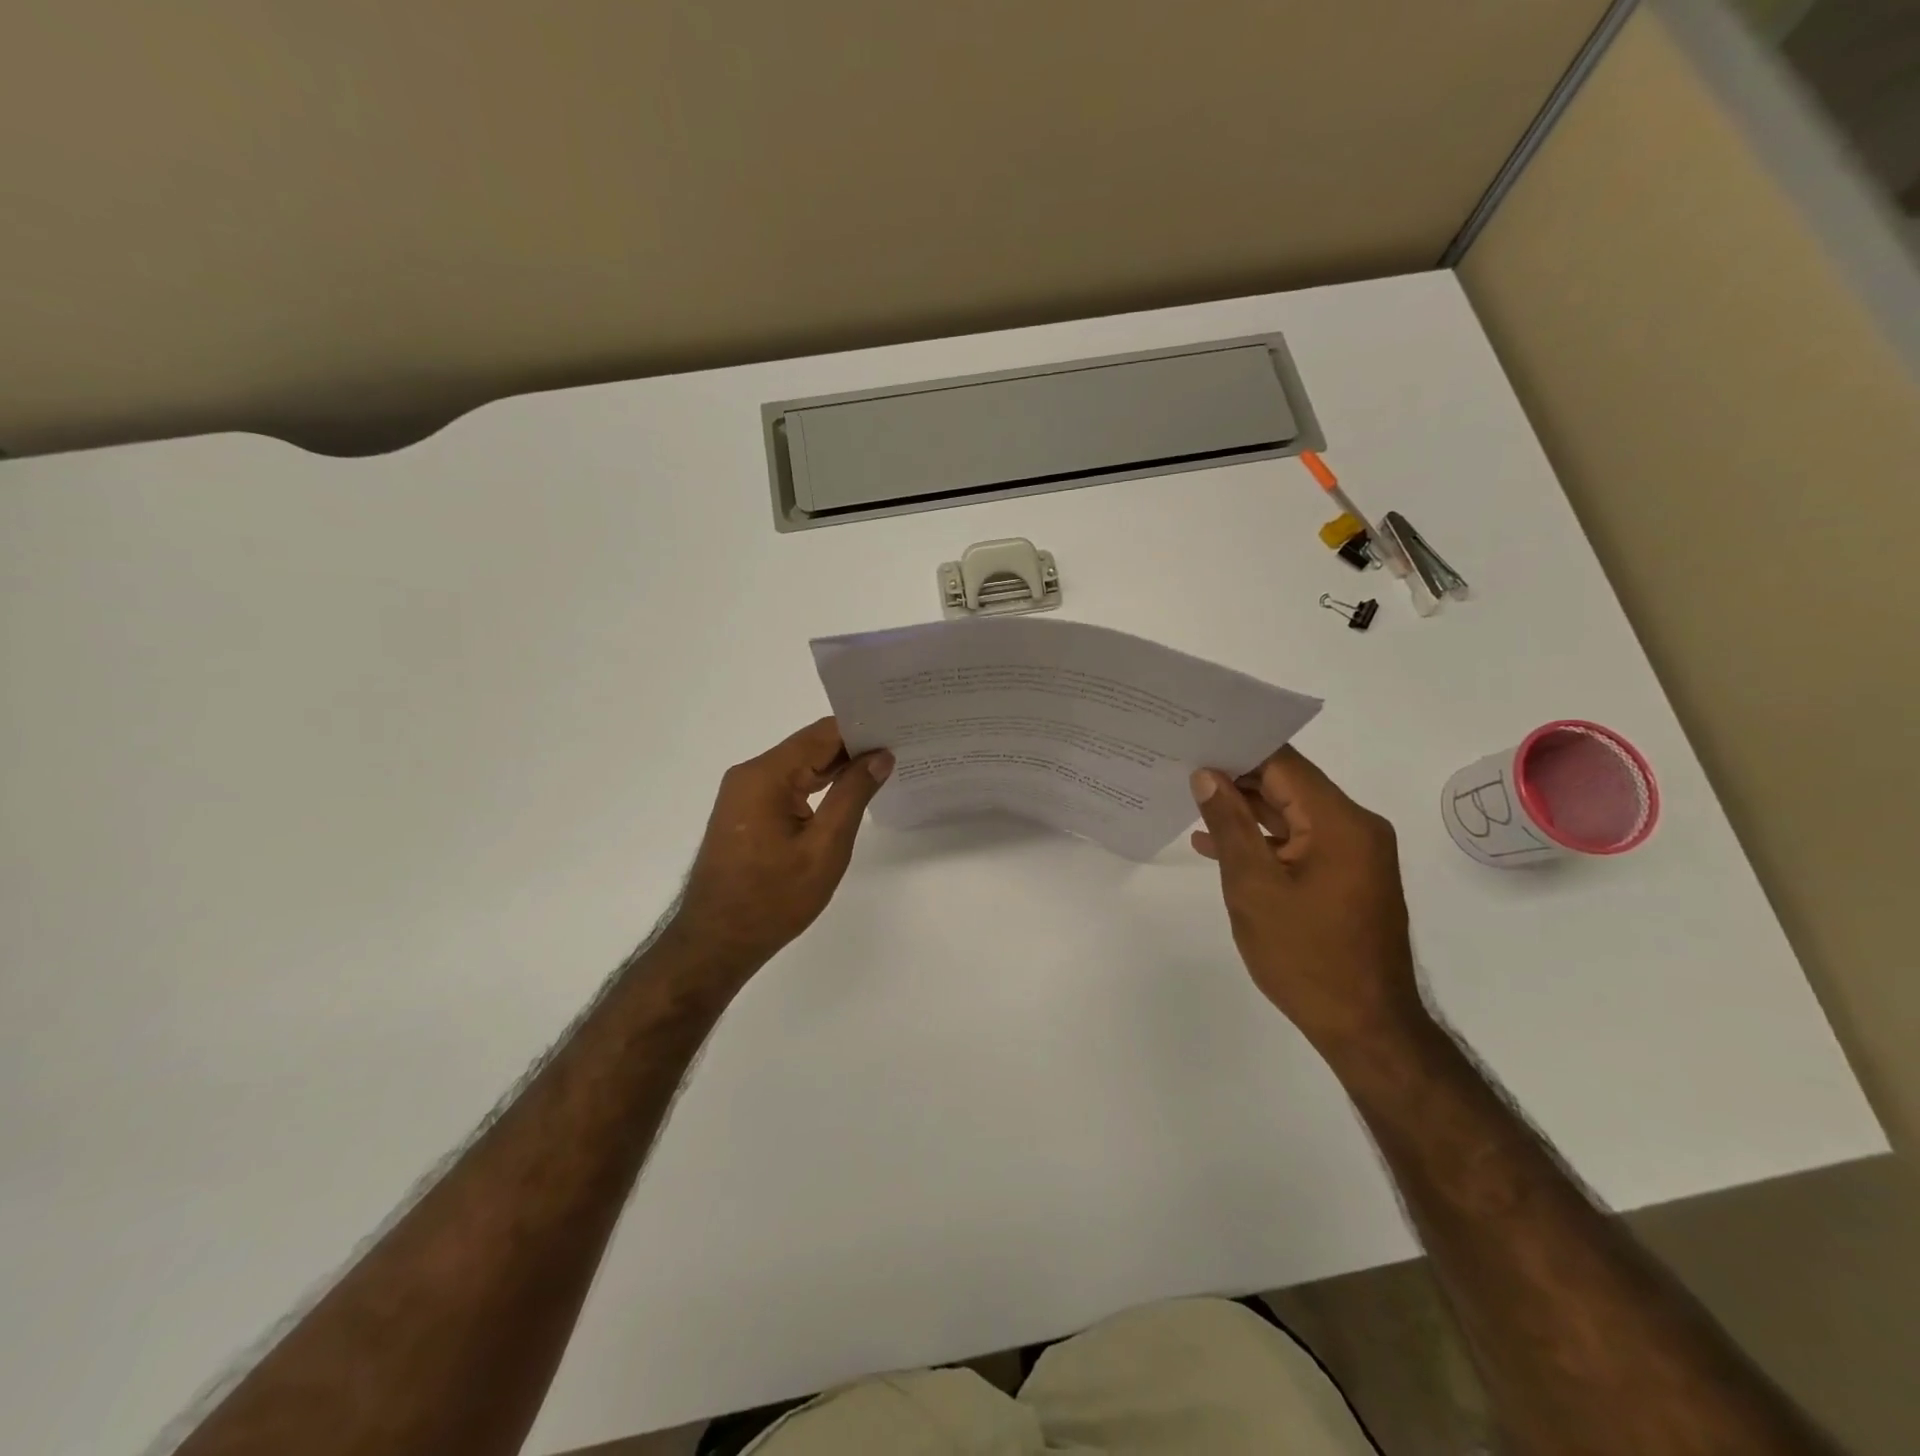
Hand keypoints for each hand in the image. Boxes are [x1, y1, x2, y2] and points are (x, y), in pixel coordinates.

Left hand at [670, 717, 892, 973]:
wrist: (716, 943)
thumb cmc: (773, 898)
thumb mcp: (824, 848)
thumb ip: (853, 795)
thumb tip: (880, 755)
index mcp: (766, 775)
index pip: (822, 734)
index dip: (862, 729)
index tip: (900, 729)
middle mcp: (750, 774)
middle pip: (810, 747)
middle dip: (854, 747)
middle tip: (902, 745)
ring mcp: (745, 793)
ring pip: (800, 766)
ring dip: (838, 768)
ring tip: (884, 766)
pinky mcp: (747, 812)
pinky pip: (788, 786)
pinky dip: (818, 786)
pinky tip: (848, 792)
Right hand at [1190, 747, 1424, 1058]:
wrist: (1364, 1026)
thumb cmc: (1305, 955)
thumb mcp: (1253, 885)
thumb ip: (1229, 824)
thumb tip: (1206, 775)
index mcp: (1340, 821)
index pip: (1283, 764)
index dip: (1236, 750)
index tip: (1192, 744)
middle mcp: (1356, 827)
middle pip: (1289, 785)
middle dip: (1236, 778)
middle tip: (1182, 769)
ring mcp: (1355, 853)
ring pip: (1292, 814)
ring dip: (1246, 811)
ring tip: (1191, 803)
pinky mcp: (1347, 876)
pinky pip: (1300, 841)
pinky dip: (1264, 840)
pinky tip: (1219, 846)